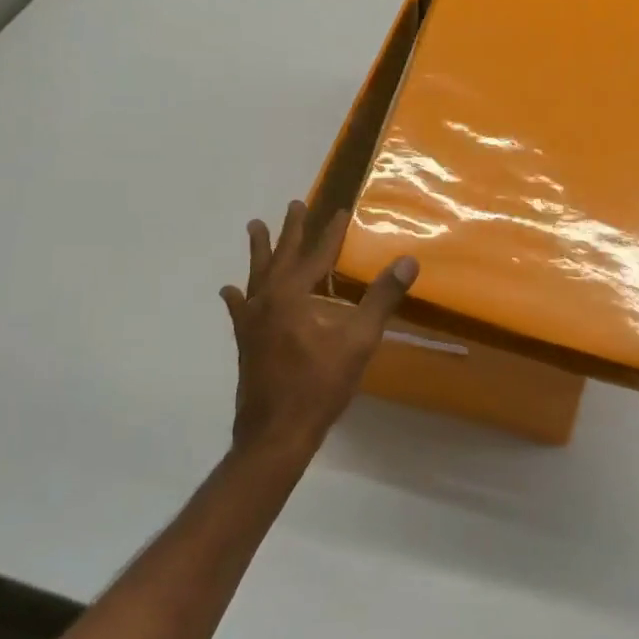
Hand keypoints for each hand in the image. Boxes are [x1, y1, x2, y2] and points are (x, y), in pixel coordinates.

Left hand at [221, 201, 418, 462]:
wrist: (276, 434)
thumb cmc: (319, 386)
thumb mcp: (358, 342)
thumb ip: (381, 299)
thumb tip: (407, 261)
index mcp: (293, 295)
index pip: (317, 254)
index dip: (330, 232)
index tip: (340, 210)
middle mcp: (267, 300)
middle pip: (281, 256)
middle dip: (291, 230)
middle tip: (295, 204)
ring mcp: (252, 321)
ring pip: (256, 275)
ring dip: (260, 250)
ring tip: (256, 226)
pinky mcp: (246, 342)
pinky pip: (240, 308)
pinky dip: (238, 295)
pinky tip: (230, 291)